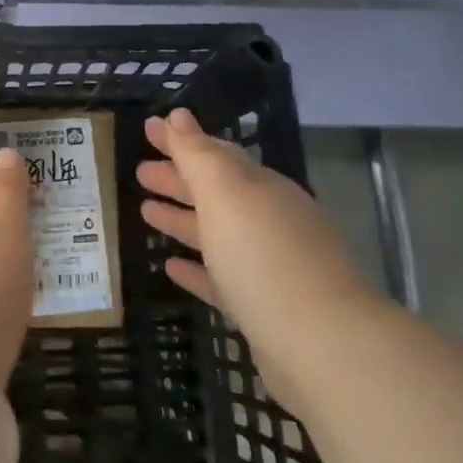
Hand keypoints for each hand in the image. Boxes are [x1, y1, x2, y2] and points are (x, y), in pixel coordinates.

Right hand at [138, 109, 376, 397]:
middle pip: (216, 192)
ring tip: (145, 211)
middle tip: (139, 172)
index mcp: (261, 189)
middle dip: (178, 178)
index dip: (180, 140)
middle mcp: (268, 221)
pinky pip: (221, 279)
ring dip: (182, 219)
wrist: (322, 347)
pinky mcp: (263, 309)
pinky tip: (170, 267)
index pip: (216, 154)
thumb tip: (178, 116)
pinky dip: (196, 268)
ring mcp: (268, 266)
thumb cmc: (265, 258)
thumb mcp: (227, 195)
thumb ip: (199, 156)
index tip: (147, 128)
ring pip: (217, 233)